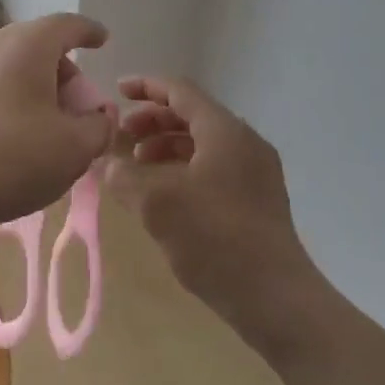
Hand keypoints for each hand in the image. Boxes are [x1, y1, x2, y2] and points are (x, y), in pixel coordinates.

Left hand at [0, 13, 115, 240]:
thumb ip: (99, 127)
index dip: (90, 32)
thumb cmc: (10, 158)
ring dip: (37, 91)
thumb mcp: (74, 149)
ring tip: (48, 132)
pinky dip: (11, 102)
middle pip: (39, 46)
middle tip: (80, 111)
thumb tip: (98, 116)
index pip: (68, 25)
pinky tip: (13, 141)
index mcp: (27, 42)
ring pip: (12, 67)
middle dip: (65, 74)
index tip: (102, 40)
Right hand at [103, 76, 318, 342]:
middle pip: (192, 115)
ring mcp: (256, 171)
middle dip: (152, 121)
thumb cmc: (215, 238)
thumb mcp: (157, 203)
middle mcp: (244, 142)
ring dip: (166, 146)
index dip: (146, 87)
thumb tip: (108, 163)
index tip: (116, 91)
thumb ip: (124, 175)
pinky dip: (184, 168)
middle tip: (121, 137)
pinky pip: (214, 166)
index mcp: (224, 131)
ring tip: (137, 167)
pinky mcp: (258, 199)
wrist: (275, 297)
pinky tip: (164, 194)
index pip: (180, 91)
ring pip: (203, 143)